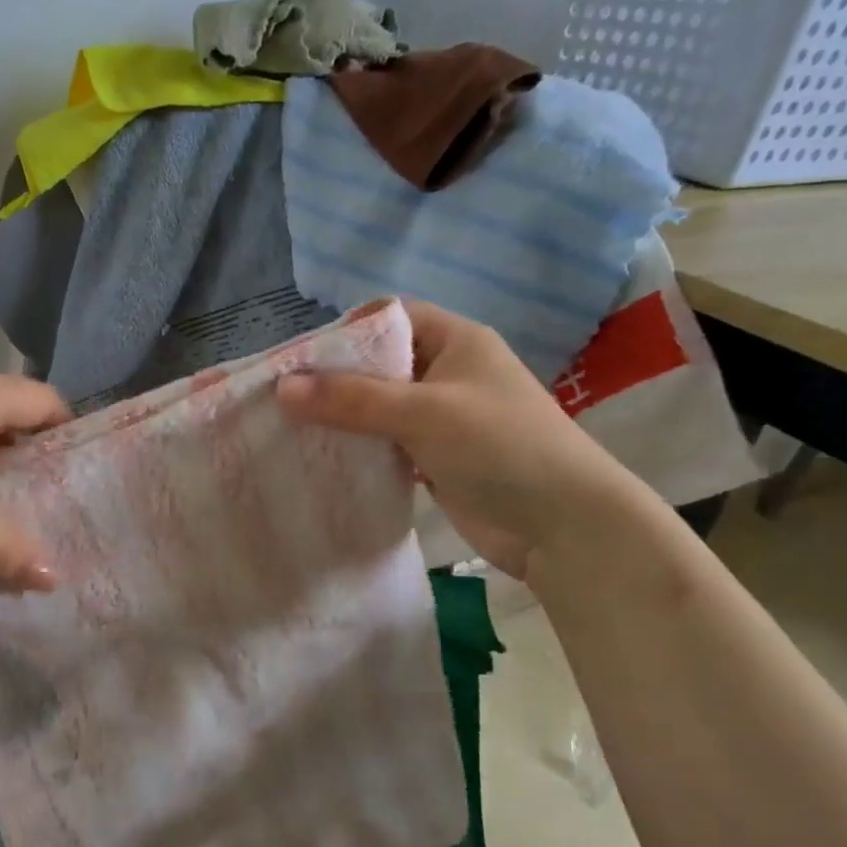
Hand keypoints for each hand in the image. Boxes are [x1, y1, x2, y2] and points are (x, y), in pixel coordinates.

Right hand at [276, 300, 640, 577]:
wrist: (565, 528)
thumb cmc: (501, 448)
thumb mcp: (424, 413)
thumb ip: (352, 399)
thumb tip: (282, 387)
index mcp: (455, 341)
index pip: (390, 318)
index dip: (345, 332)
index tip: (298, 359)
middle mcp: (447, 372)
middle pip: (378, 364)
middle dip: (333, 379)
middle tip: (282, 397)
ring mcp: (442, 418)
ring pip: (378, 408)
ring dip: (342, 419)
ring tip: (289, 429)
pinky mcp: (435, 459)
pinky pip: (386, 444)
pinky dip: (358, 449)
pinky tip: (322, 459)